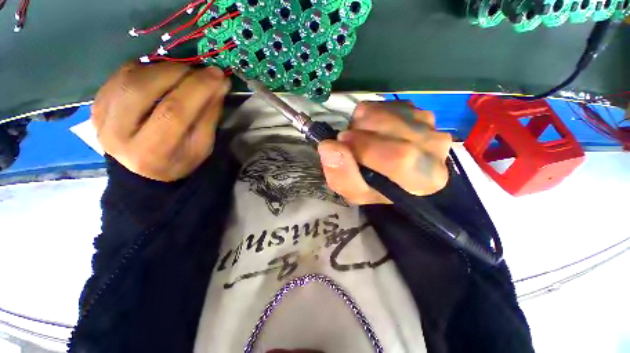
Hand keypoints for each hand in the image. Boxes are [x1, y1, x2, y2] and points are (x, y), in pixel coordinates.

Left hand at [91, 62, 229, 181]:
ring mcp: (101, 118)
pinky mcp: (96, 104)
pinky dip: (145, 69)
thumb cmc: (179, 161)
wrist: (142, 171)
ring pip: (129, 77)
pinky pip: (120, 75)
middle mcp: (118, 134)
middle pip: (143, 89)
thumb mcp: (202, 147)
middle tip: (199, 71)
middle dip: (177, 73)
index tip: (217, 75)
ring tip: (182, 75)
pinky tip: (161, 78)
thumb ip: (209, 117)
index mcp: (152, 152)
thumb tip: (218, 85)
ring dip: (161, 69)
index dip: (197, 89)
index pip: (174, 112)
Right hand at [318, 101, 451, 204]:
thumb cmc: (375, 188)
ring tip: (361, 137)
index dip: (366, 147)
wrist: (394, 174)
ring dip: (364, 122)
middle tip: (348, 140)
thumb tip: (328, 146)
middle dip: (360, 130)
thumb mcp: (354, 191)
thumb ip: (341, 175)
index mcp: (425, 179)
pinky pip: (386, 104)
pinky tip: (373, 130)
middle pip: (394, 128)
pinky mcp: (418, 109)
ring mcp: (430, 124)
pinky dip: (371, 114)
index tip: (343, 141)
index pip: (400, 158)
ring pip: (388, 112)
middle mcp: (435, 149)